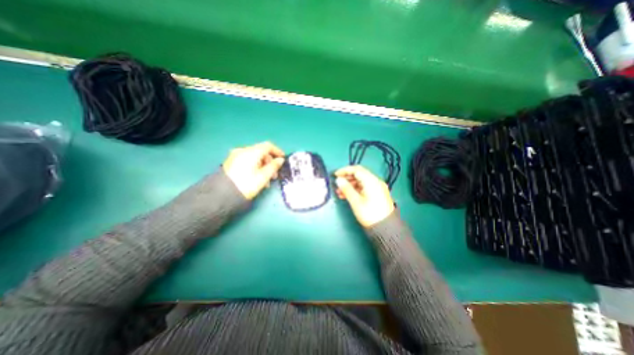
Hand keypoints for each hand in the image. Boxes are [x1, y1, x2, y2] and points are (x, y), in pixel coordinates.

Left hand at [220, 142, 283, 200]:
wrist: (222, 194)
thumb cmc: (246, 184)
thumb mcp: (263, 176)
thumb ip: (273, 166)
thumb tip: (280, 160)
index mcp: (251, 152)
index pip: (268, 146)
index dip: (277, 151)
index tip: (283, 158)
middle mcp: (242, 150)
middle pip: (261, 152)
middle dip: (270, 162)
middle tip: (274, 175)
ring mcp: (235, 155)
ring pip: (255, 157)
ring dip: (263, 166)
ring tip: (266, 180)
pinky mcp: (231, 162)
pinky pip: (247, 160)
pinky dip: (255, 166)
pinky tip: (257, 178)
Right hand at [334, 166, 393, 226]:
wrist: (385, 227)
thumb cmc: (369, 213)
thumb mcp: (356, 201)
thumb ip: (346, 188)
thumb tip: (338, 180)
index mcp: (371, 181)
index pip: (356, 170)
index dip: (344, 170)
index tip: (335, 175)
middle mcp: (375, 181)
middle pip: (359, 174)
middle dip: (347, 178)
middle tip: (337, 183)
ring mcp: (377, 187)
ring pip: (360, 181)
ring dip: (350, 184)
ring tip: (339, 191)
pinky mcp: (376, 194)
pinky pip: (364, 187)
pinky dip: (355, 189)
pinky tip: (346, 195)